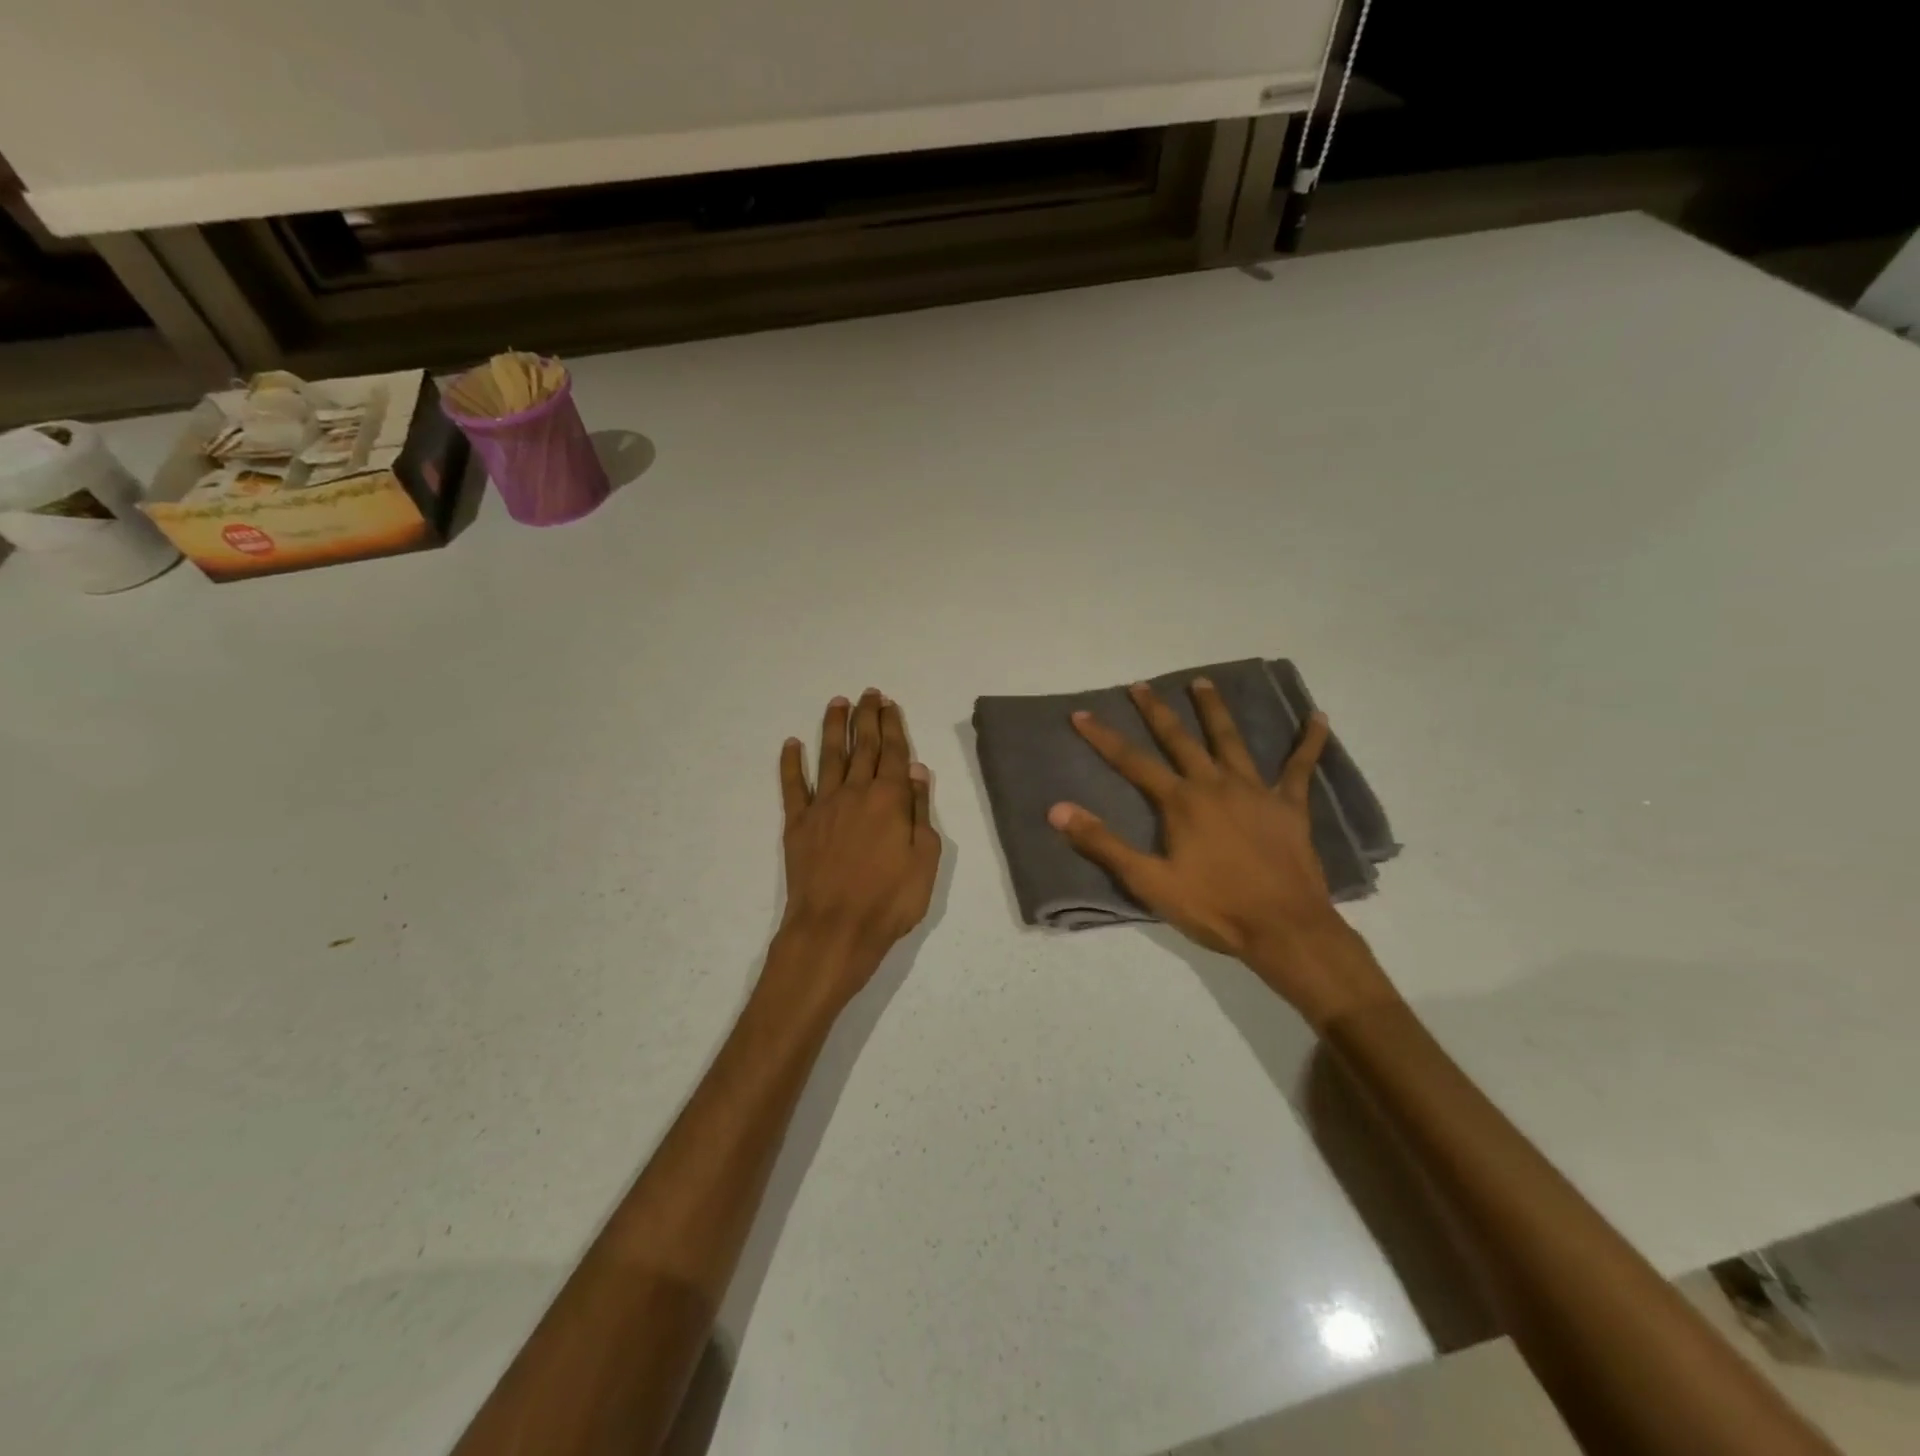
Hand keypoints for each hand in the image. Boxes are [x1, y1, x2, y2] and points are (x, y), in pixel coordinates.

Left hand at [774, 690, 940, 1005]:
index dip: (892, 726)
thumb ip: (919, 811)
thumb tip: (916, 771)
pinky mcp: (798, 825)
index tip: (888, 704)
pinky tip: (791, 744)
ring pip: (829, 757)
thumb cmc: (890, 900)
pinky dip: (791, 763)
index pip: (893, 753)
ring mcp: (823, 806)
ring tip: (837, 703)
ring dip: (833, 728)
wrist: (834, 929)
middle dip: (866, 718)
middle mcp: (855, 793)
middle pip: (862, 747)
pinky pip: (792, 786)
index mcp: (889, 800)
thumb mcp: (925, 860)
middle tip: (867, 694)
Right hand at [1048, 678, 1396, 1028]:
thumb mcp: (1149, 882)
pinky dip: (1309, 742)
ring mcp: (1255, 791)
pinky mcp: (1290, 806)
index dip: (1103, 737)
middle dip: (1156, 712)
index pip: (1132, 762)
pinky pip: (1300, 767)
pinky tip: (1317, 717)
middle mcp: (1215, 784)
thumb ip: (1104, 844)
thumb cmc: (1214, 907)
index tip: (1080, 714)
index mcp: (1181, 802)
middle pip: (1180, 739)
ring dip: (1214, 710)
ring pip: (1231, 740)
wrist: (1284, 929)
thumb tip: (1058, 809)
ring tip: (1202, 683)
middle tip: (1140, 686)